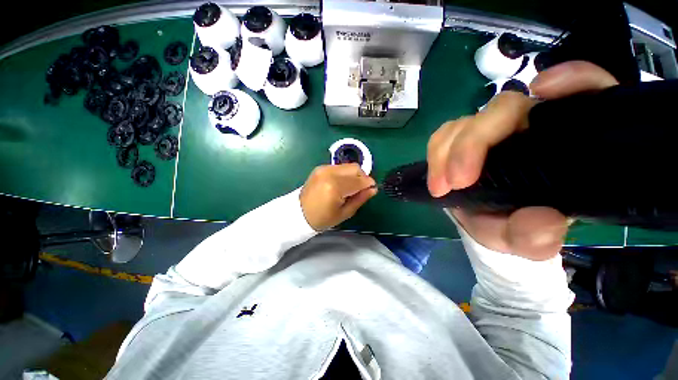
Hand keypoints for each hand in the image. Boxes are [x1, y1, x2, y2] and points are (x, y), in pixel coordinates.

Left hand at [300, 164, 376, 230]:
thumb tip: (373, 189)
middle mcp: (329, 173)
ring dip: (354, 175)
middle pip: (355, 168)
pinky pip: (339, 167)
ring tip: (351, 187)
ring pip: (348, 166)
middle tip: (362, 189)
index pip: (359, 180)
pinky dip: (345, 174)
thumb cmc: (322, 218)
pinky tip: (342, 184)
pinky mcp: (320, 168)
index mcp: (335, 187)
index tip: (372, 189)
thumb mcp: (344, 213)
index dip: (369, 184)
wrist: (298, 214)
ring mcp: (323, 168)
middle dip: (363, 177)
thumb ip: (360, 199)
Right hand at [427, 61, 618, 259]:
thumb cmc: (519, 228)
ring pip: (468, 121)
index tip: (546, 91)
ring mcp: (491, 133)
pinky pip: (446, 133)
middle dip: (473, 143)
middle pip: (504, 108)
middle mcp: (529, 129)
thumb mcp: (530, 241)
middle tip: (457, 182)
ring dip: (447, 151)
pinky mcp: (463, 140)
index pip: (586, 94)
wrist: (490, 224)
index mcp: (565, 145)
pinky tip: (436, 176)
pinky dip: (437, 150)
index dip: (574, 79)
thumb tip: (543, 221)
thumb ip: (539, 238)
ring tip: (441, 186)